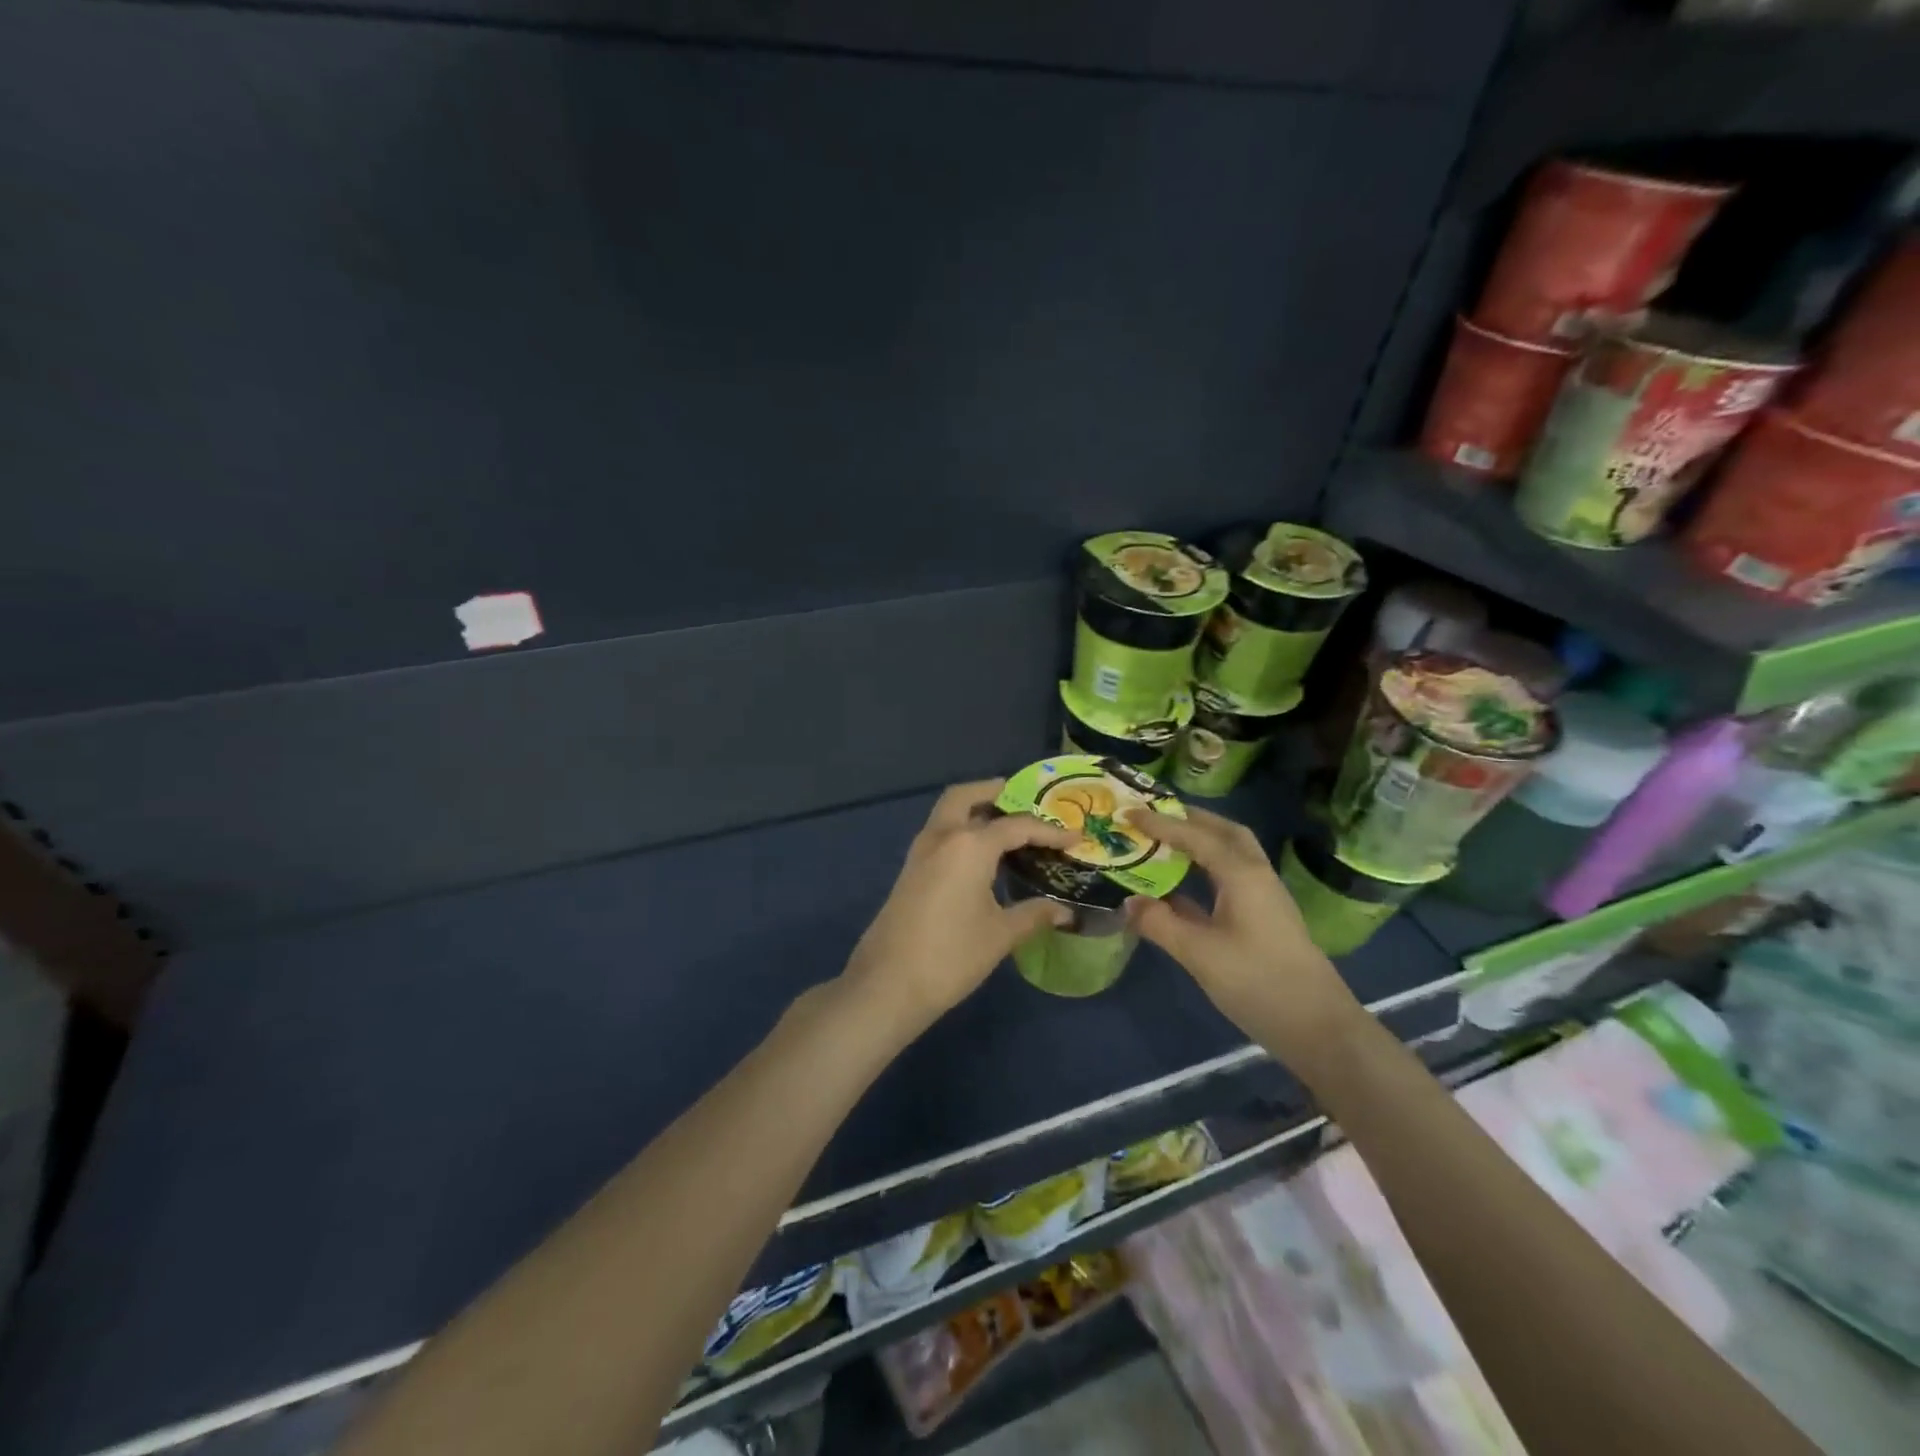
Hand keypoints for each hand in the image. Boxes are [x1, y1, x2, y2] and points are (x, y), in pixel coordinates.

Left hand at [840, 781, 1077, 1034]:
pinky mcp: (910, 870)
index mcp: (969, 845)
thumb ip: (1033, 915)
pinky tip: (983, 858)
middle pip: (966, 796)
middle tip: (1024, 803)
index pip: (1017, 826)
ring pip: (948, 813)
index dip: (1050, 832)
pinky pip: (940, 834)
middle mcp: (942, 836)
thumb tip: (1064, 912)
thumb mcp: (1000, 935)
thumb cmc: (951, 956)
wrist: (887, 984)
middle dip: (994, 792)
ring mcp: (920, 852)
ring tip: (1008, 829)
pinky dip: (961, 831)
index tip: (1075, 838)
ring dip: (974, 810)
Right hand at [1122, 806, 1360, 1059]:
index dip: (1160, 824)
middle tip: (1154, 816)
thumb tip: (1127, 903)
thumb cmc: (1258, 982)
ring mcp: (1263, 897)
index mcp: (1242, 874)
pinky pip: (1229, 878)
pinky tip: (1178, 888)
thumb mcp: (1199, 954)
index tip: (1129, 813)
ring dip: (1199, 841)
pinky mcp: (1264, 919)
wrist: (1318, 1028)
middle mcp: (1256, 875)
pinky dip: (1204, 871)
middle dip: (1190, 819)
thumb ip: (1160, 924)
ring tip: (1163, 842)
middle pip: (1224, 832)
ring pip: (1230, 854)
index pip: (1195, 836)